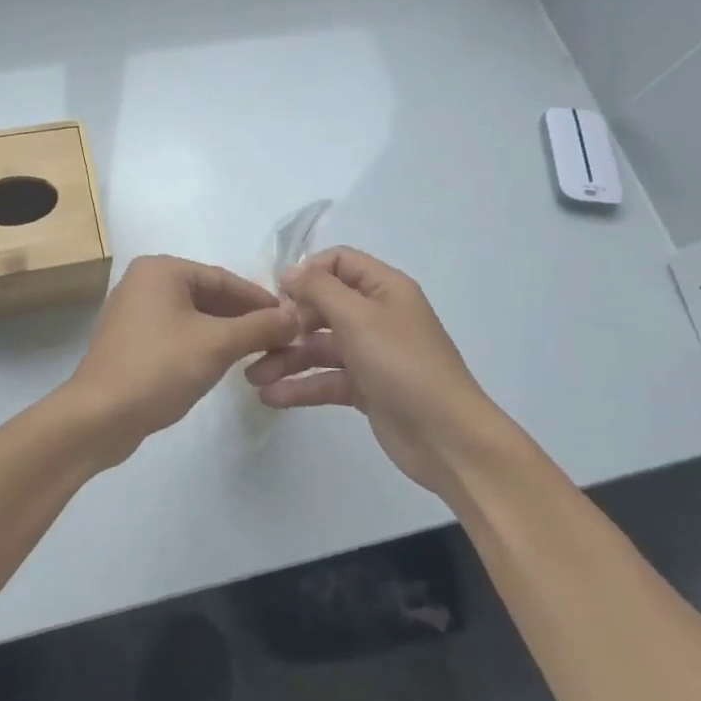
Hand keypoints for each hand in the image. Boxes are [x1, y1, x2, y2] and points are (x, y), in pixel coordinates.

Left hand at [58, 255, 299, 465]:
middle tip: (280, 339)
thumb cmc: (159, 368)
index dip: (260, 300)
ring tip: (259, 352)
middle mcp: (144, 282)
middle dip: (243, 317)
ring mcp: (134, 311)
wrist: (99, 416)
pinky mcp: (131, 340)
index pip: (223, 279)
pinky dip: (202, 343)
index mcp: (161, 270)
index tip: (292, 319)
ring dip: (225, 332)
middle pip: (208, 295)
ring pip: (193, 316)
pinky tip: (224, 362)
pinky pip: (177, 332)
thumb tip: (296, 316)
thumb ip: (259, 327)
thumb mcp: (217, 345)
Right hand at [244, 247, 501, 496]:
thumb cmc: (403, 365)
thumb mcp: (359, 318)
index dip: (307, 273)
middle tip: (260, 340)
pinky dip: (300, 386)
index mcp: (384, 288)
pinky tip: (270, 397)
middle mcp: (377, 315)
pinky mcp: (366, 388)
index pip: (338, 262)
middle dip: (289, 321)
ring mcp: (371, 353)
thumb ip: (319, 289)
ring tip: (253, 377)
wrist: (447, 438)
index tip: (279, 295)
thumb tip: (290, 271)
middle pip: (323, 305)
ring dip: (286, 358)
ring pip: (320, 346)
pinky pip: (326, 379)